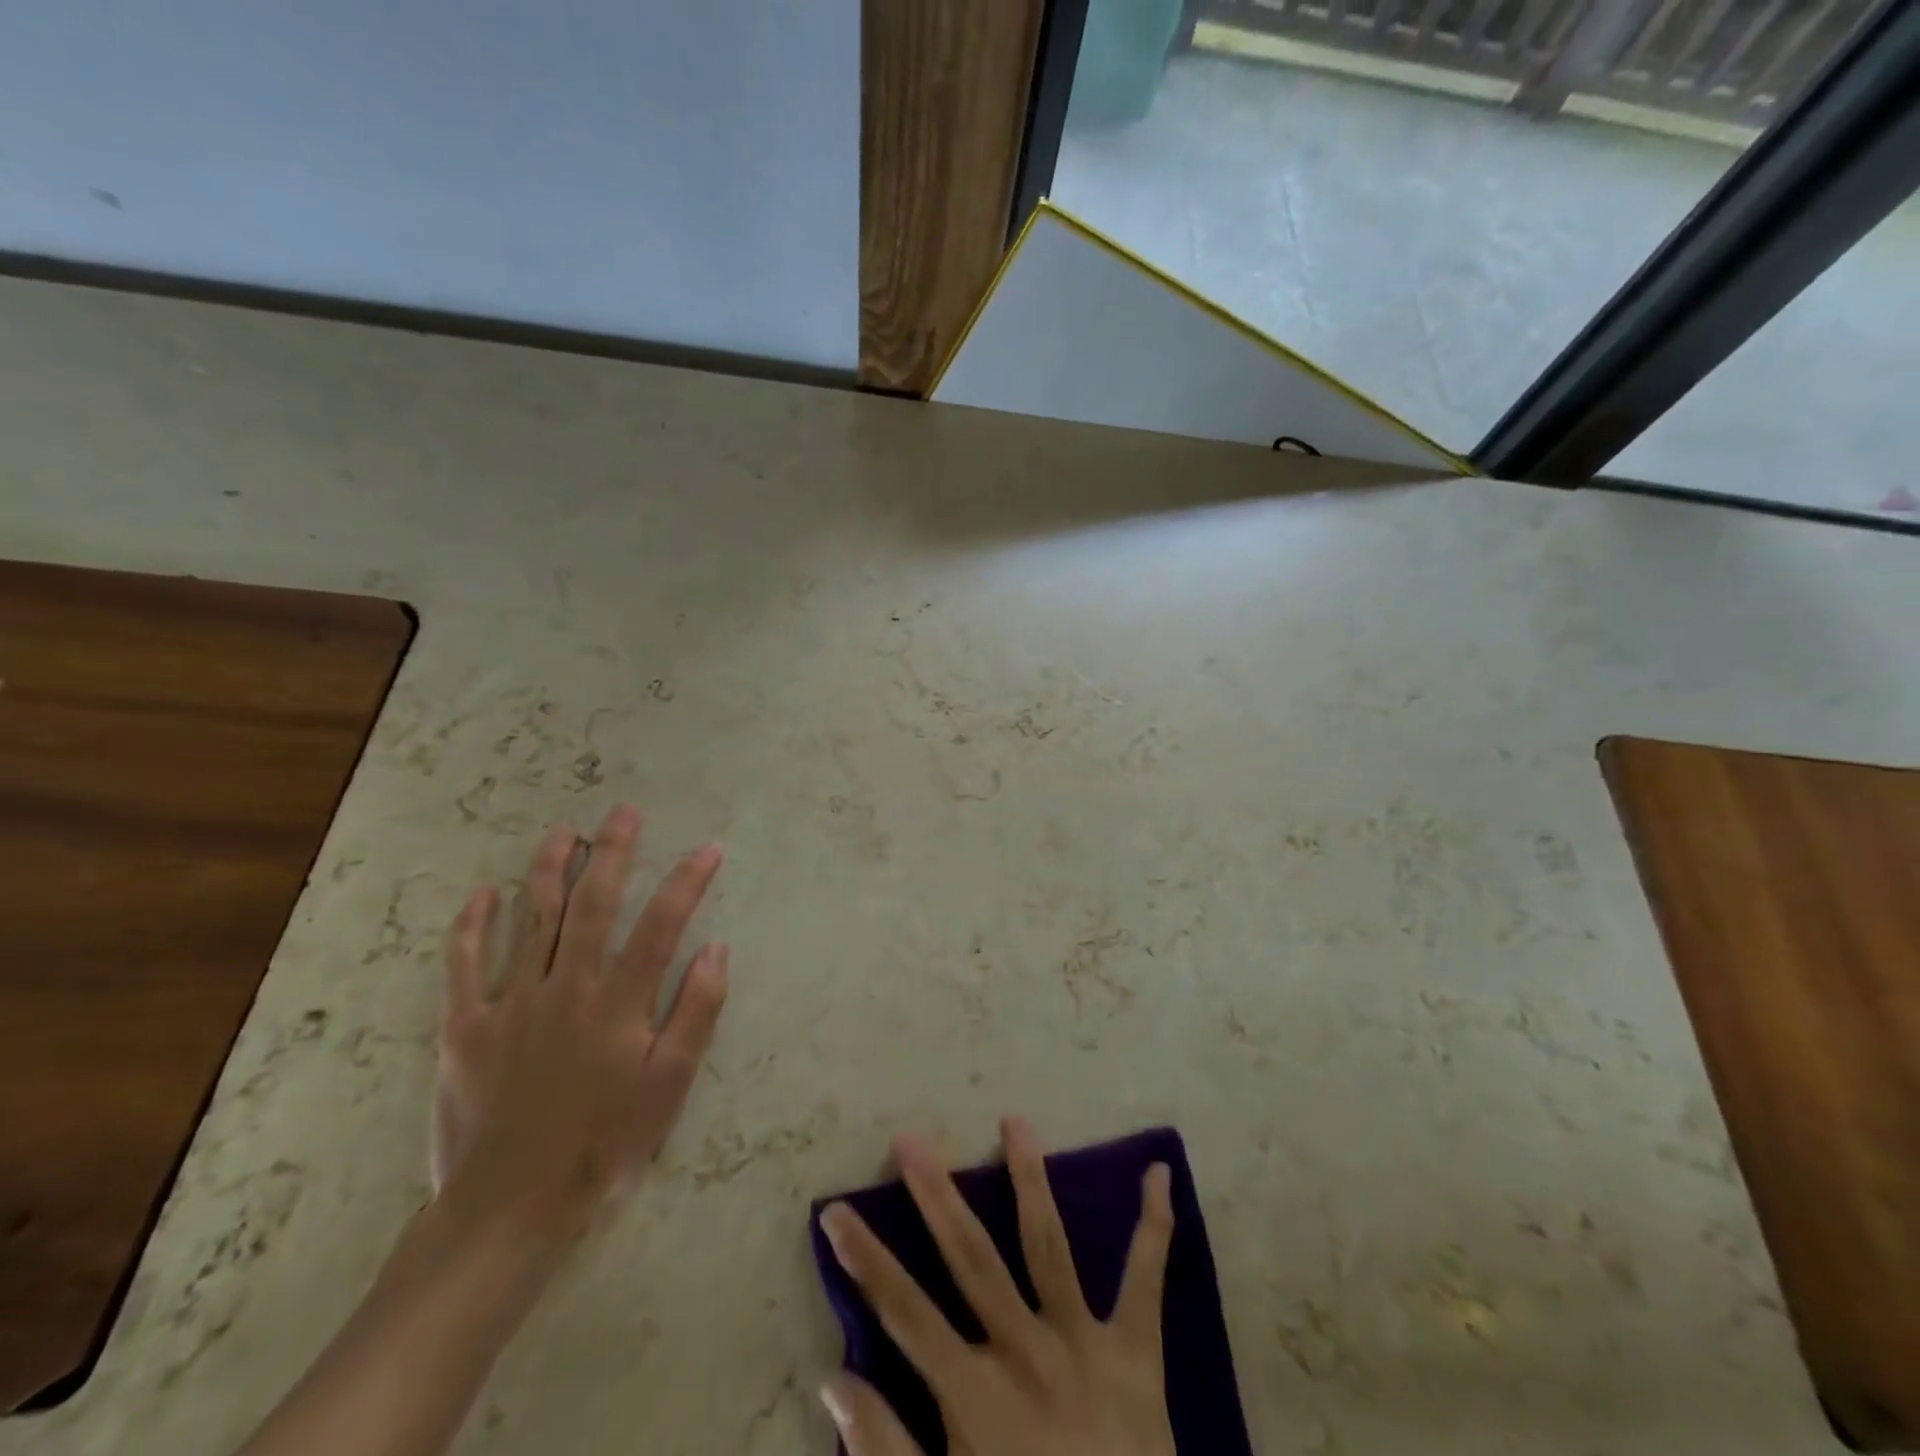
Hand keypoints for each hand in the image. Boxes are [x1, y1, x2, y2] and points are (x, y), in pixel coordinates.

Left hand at [430, 803, 727, 1238]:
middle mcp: (565, 988)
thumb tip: (716, 948)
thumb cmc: (603, 1144)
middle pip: (592, 905)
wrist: (509, 1209)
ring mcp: (510, 1004)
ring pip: (531, 920)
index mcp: (617, 1003)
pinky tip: (482, 894)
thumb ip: (696, 1013)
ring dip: (549, 870)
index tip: (709, 848)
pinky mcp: (465, 1027)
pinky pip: (463, 965)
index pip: (661, 924)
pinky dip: (471, 926)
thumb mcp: (670, 1085)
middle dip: (613, 853)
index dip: (687, 881)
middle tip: (625, 813)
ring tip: (564, 833)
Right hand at [818, 1119, 1176, 1455]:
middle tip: (912, 1139)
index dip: (865, 1260)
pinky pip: (1147, 1281)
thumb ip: (886, 1452)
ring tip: (1015, 1120)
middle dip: (937, 1196)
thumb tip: (834, 1381)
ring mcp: (1084, 1343)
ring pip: (1049, 1246)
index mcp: (976, 1395)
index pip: (904, 1312)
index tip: (835, 1210)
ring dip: (1030, 1179)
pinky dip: (1155, 1226)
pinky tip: (1159, 1174)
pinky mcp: (1137, 1352)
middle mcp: (1026, 1351)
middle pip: (972, 1258)